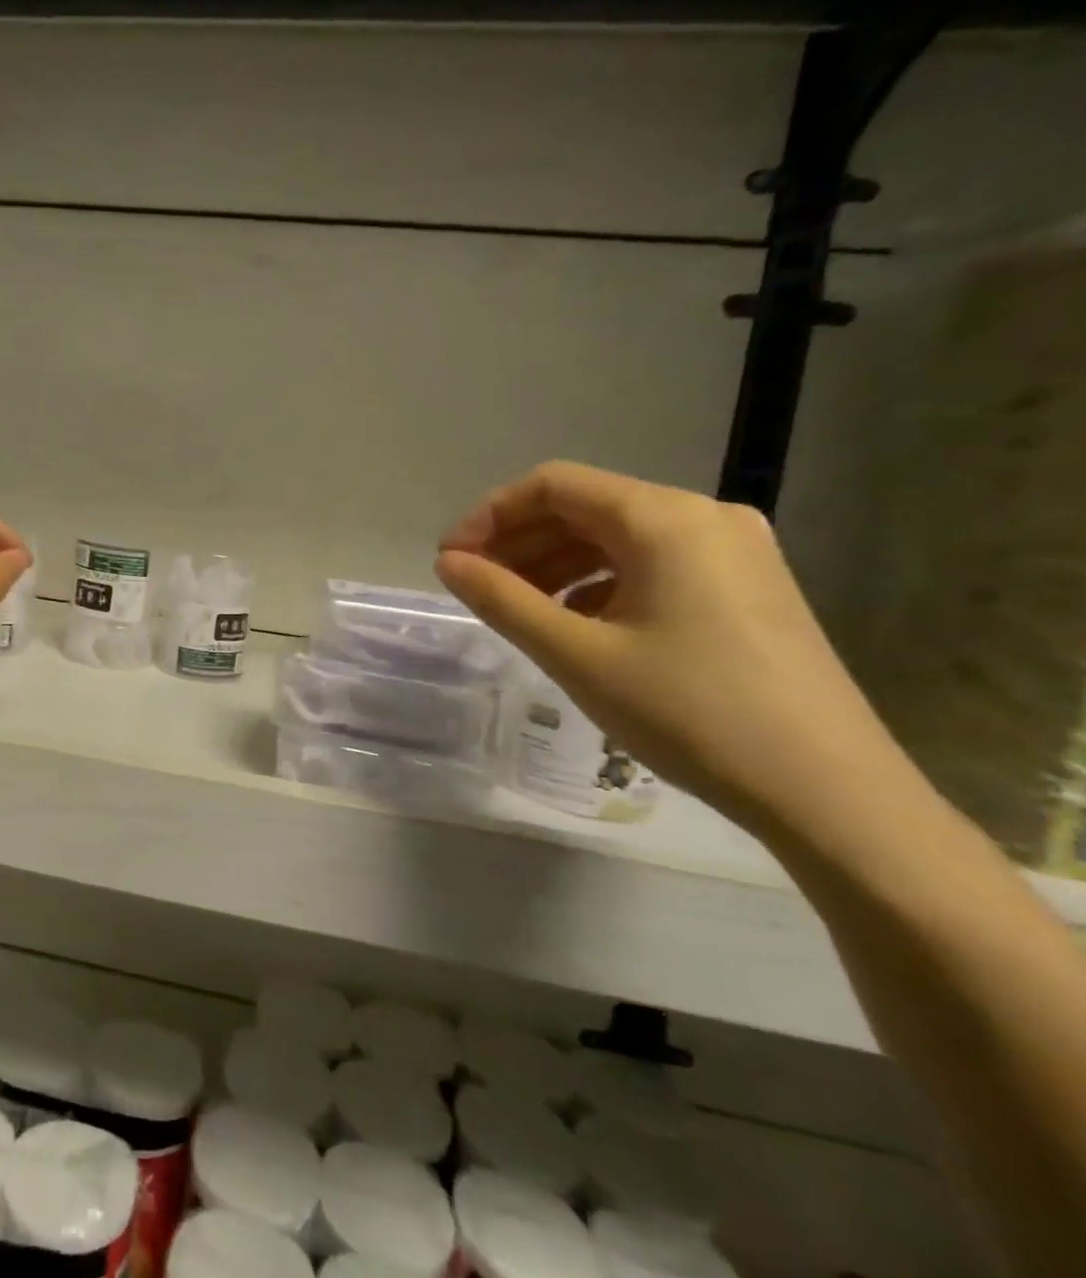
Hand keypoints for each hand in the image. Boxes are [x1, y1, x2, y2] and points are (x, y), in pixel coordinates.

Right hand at [435, 462, 903, 834]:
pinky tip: (576, 624)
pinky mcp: (747, 587)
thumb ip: (502, 600)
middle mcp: (703, 517)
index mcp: (665, 519)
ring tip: (516, 609)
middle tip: (474, 587)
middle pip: (585, 507)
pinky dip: (598, 583)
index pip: (553, 485)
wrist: (831, 794)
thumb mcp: (577, 655)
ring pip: (617, 537)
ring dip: (555, 564)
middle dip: (519, 542)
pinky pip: (651, 565)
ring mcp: (734, 552)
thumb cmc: (691, 713)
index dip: (490, 516)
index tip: (451, 562)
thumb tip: (448, 564)